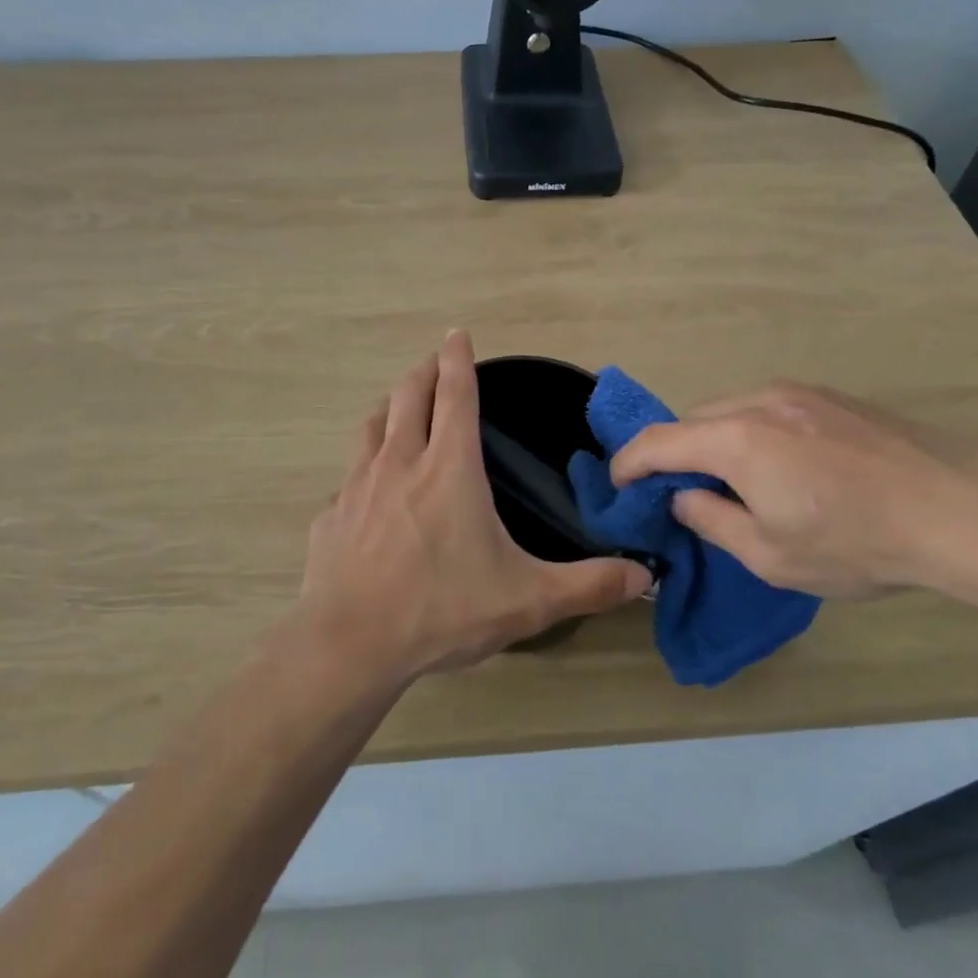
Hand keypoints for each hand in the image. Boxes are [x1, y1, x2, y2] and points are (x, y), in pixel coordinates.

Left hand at [296, 331, 653, 682]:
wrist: (350, 644)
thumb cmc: (443, 610)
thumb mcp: (528, 601)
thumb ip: (589, 585)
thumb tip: (646, 576)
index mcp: (449, 468)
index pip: (455, 394)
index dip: (457, 359)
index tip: (457, 333)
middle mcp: (400, 462)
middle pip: (409, 396)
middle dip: (423, 371)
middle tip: (434, 361)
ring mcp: (358, 486)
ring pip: (372, 426)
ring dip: (389, 409)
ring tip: (399, 409)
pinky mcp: (331, 516)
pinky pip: (350, 478)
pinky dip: (364, 469)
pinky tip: (370, 493)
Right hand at [609, 381, 977, 601]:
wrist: (963, 511)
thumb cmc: (856, 542)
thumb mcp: (769, 555)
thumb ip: (711, 521)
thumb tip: (682, 498)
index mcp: (735, 439)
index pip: (657, 442)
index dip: (628, 464)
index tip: (618, 486)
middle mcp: (759, 401)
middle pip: (693, 421)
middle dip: (673, 455)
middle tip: (678, 495)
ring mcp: (800, 393)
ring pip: (731, 411)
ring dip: (714, 442)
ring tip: (732, 484)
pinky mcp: (833, 397)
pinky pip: (768, 409)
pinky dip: (751, 433)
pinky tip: (782, 468)